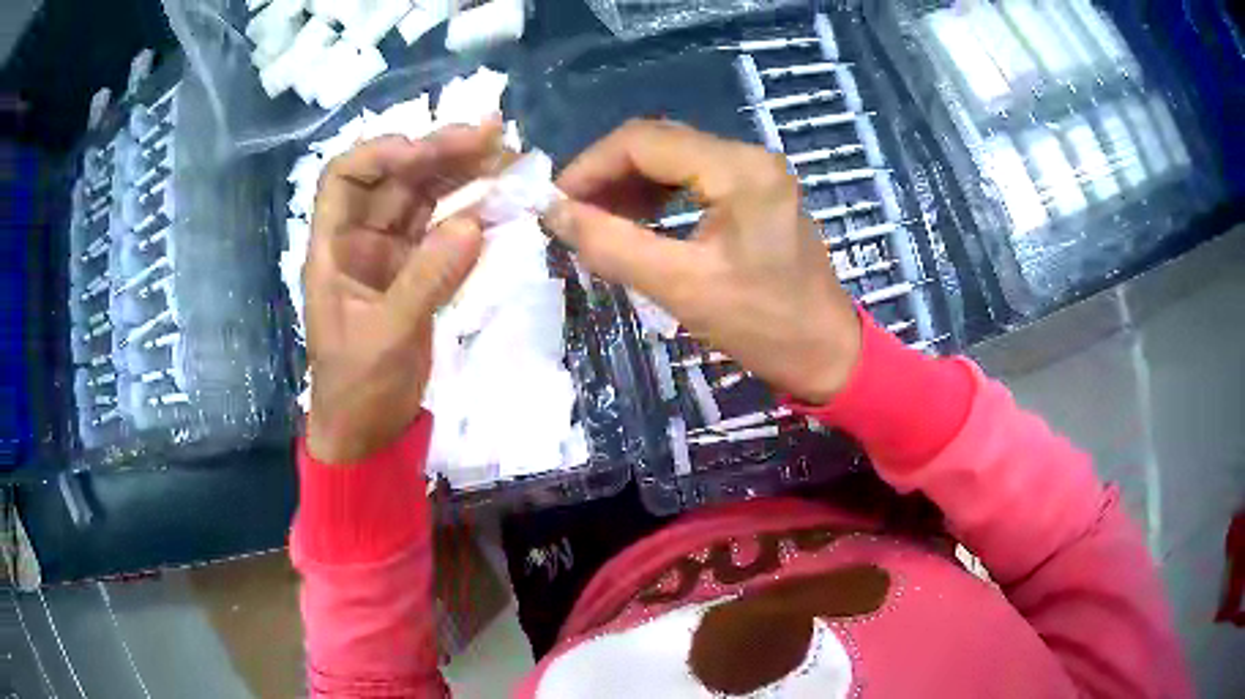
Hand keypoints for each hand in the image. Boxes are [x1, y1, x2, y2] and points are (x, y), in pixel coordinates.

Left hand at [304, 124, 500, 463]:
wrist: (368, 432)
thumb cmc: (357, 389)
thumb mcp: (386, 337)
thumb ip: (426, 280)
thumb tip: (474, 222)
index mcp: (333, 247)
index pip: (346, 175)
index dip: (384, 152)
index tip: (428, 152)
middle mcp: (360, 238)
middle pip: (395, 177)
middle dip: (439, 151)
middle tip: (492, 135)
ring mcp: (391, 253)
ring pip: (424, 197)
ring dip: (461, 172)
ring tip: (505, 154)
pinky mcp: (418, 271)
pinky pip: (444, 229)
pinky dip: (471, 211)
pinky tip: (500, 197)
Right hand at [544, 119, 860, 404]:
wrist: (826, 354)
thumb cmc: (764, 326)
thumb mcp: (682, 287)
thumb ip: (612, 244)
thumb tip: (552, 212)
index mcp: (738, 169)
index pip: (643, 140)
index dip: (590, 166)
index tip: (554, 203)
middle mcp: (748, 156)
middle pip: (657, 143)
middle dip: (607, 175)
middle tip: (572, 215)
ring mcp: (755, 172)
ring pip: (672, 159)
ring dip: (629, 185)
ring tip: (598, 222)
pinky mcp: (755, 192)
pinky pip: (693, 178)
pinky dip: (657, 196)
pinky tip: (636, 222)